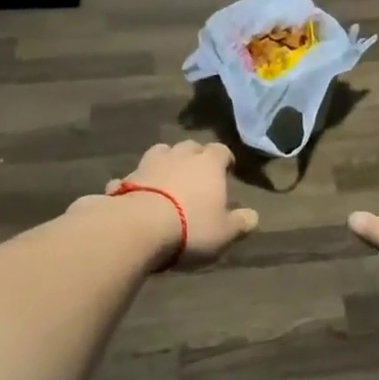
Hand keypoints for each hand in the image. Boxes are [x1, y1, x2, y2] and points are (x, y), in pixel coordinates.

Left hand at [101, 141, 259, 268]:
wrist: (137, 228)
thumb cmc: (191, 228)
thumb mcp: (225, 233)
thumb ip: (241, 222)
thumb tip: (253, 216)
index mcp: (208, 163)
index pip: (221, 151)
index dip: (225, 160)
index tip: (227, 170)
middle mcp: (180, 156)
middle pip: (190, 146)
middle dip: (195, 157)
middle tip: (197, 175)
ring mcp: (149, 164)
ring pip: (160, 153)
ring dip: (166, 162)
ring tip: (168, 179)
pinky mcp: (124, 179)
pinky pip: (133, 176)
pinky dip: (137, 183)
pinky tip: (137, 196)